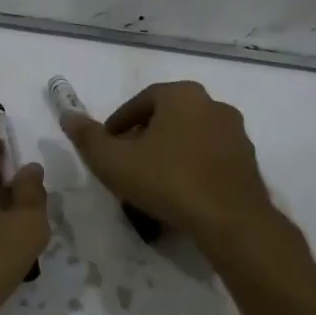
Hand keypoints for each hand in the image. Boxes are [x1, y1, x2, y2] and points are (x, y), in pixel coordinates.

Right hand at [58, 81, 274, 242]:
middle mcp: (213, 104)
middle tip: (126, 166)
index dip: (118, 125)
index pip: (140, 102)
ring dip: (169, 154)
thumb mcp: (114, 161)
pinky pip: (209, 159)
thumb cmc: (167, 180)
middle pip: (167, 118)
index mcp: (182, 95)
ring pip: (189, 138)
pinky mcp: (248, 161)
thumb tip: (67, 116)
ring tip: (151, 184)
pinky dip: (192, 169)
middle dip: (144, 139)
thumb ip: (87, 137)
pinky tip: (180, 195)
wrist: (230, 219)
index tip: (107, 149)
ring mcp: (235, 133)